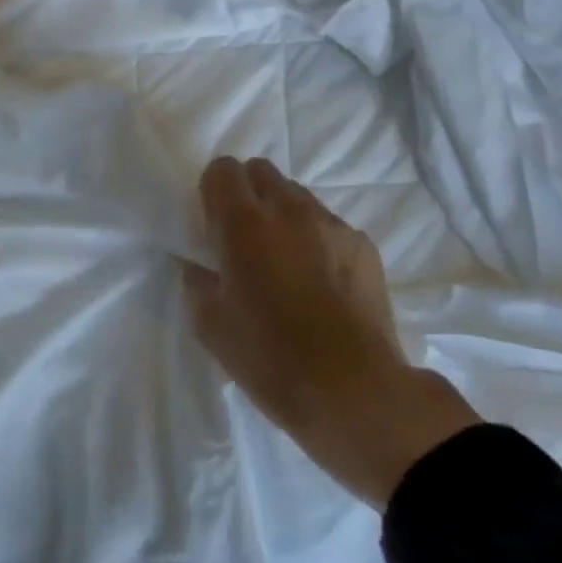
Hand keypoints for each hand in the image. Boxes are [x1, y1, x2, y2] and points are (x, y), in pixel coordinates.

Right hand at [185, 156, 480, 507]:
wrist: (356, 393)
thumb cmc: (271, 359)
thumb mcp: (211, 327)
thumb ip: (198, 283)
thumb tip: (200, 266)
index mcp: (243, 224)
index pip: (222, 169)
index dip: (212, 191)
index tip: (212, 224)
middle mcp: (288, 210)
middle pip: (261, 171)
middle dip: (247, 193)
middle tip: (245, 238)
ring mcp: (332, 225)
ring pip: (297, 196)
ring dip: (282, 215)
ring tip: (286, 262)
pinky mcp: (364, 246)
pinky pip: (329, 225)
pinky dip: (317, 240)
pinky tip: (320, 283)